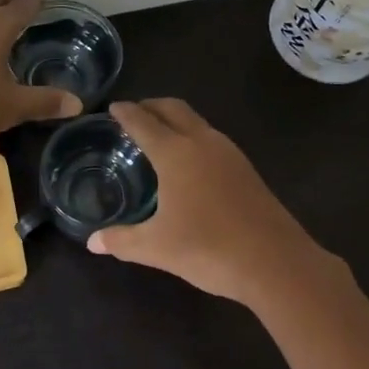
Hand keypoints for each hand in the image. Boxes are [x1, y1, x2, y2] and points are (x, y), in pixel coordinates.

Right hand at [87, 99, 337, 303]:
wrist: (275, 262)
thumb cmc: (208, 248)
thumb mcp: (156, 248)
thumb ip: (122, 240)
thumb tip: (93, 242)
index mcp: (176, 153)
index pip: (143, 122)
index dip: (126, 113)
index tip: (113, 107)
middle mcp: (202, 142)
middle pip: (174, 109)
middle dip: (151, 106)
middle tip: (133, 113)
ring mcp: (229, 153)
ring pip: (197, 122)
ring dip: (175, 120)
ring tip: (158, 135)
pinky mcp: (246, 169)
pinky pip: (212, 138)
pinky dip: (192, 136)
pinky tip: (189, 162)